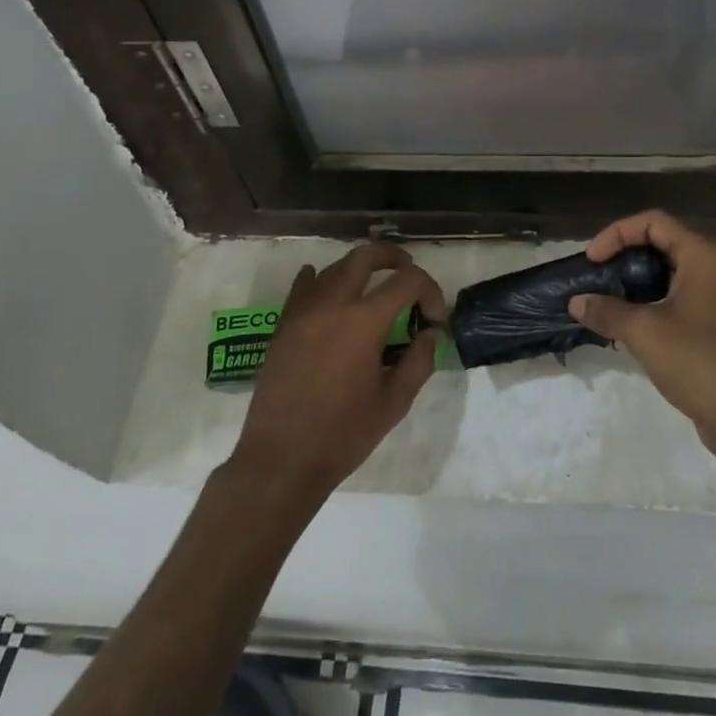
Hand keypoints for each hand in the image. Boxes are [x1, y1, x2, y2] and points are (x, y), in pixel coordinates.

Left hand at [227, 243, 444, 510]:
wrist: (282, 459)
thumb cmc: (343, 434)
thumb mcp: (394, 402)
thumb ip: (418, 362)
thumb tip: (429, 334)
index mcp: (365, 321)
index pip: (407, 281)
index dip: (429, 291)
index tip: (433, 319)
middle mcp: (333, 304)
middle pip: (365, 256)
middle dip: (392, 257)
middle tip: (407, 269)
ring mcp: (303, 312)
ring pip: (334, 268)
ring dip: (358, 268)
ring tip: (373, 285)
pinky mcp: (283, 326)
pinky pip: (302, 287)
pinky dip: (318, 278)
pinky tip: (324, 285)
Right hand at [567, 210, 715, 446]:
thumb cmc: (696, 360)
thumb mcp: (643, 331)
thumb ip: (606, 311)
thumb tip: (576, 302)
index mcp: (702, 256)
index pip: (653, 222)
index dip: (617, 234)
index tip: (593, 260)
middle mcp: (715, 269)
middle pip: (662, 244)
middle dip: (624, 256)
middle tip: (597, 276)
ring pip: (670, 273)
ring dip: (636, 281)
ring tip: (607, 299)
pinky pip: (679, 298)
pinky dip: (652, 302)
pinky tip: (630, 325)